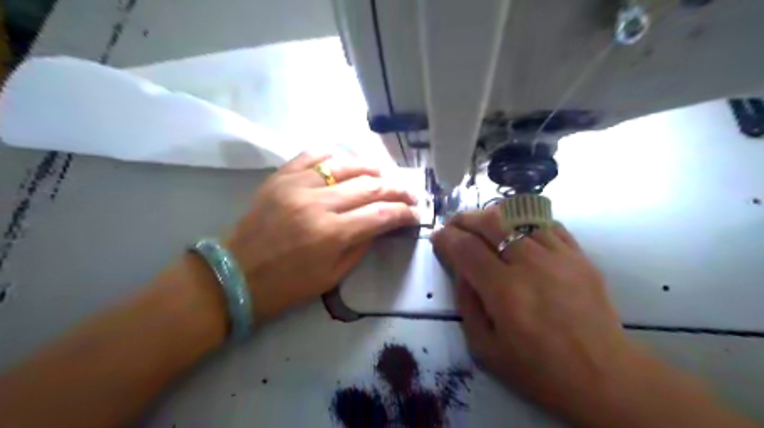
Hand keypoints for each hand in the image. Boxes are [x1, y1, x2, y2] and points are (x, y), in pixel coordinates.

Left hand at [225, 150, 420, 319]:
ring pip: (345, 165)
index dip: (405, 212)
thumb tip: (382, 223)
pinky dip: (333, 156)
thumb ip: (362, 245)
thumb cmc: (287, 285)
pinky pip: (312, 156)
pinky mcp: (280, 178)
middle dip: (397, 189)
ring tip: (385, 175)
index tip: (416, 213)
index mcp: (331, 234)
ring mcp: (296, 186)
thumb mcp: (333, 276)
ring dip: (372, 168)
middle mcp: (317, 204)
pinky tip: (345, 161)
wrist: (236, 275)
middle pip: (369, 186)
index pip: (381, 214)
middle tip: (410, 193)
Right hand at [432, 207, 639, 424]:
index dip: (446, 237)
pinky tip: (519, 232)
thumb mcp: (485, 348)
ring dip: (494, 217)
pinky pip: (548, 225)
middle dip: (466, 218)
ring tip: (483, 226)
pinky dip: (527, 223)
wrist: (603, 376)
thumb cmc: (538, 369)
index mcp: (503, 290)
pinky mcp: (580, 256)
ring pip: (519, 218)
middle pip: (491, 222)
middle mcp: (530, 264)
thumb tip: (460, 270)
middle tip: (455, 224)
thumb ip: (466, 303)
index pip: (466, 248)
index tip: (438, 236)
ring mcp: (559, 256)